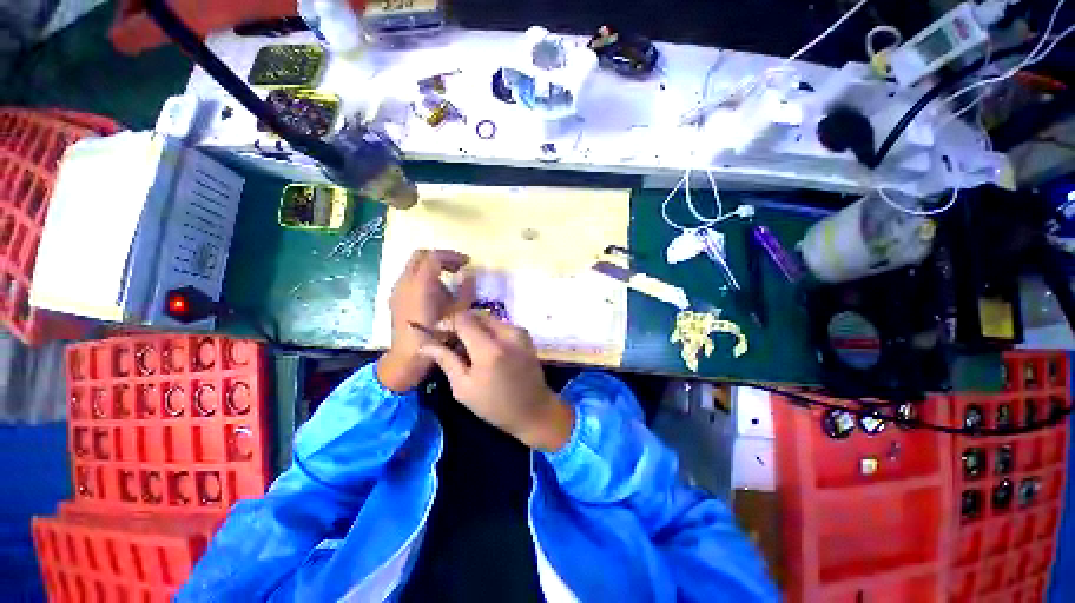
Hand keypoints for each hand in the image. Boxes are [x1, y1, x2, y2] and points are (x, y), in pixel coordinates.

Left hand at [378, 250, 474, 392]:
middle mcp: (405, 281)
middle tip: (457, 266)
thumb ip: (465, 290)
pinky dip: (424, 276)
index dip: (453, 256)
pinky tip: (436, 291)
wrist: (407, 356)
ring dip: (432, 266)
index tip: (467, 262)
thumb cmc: (436, 335)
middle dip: (441, 257)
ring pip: (414, 265)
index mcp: (421, 283)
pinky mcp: (395, 297)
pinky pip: (410, 277)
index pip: (434, 256)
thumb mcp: (458, 312)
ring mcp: (397, 289)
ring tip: (449, 279)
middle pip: (421, 255)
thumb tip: (469, 274)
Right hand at [418, 311, 574, 451]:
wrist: (534, 410)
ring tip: (463, 347)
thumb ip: (446, 360)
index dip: (445, 322)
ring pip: (487, 318)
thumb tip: (425, 344)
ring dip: (472, 327)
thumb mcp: (464, 388)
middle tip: (447, 340)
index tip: (434, 333)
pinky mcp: (524, 334)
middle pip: (476, 315)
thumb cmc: (496, 406)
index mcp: (490, 349)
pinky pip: (499, 324)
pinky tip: (481, 348)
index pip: (463, 320)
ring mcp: (519, 332)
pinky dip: (486, 331)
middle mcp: (507, 333)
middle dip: (458, 324)